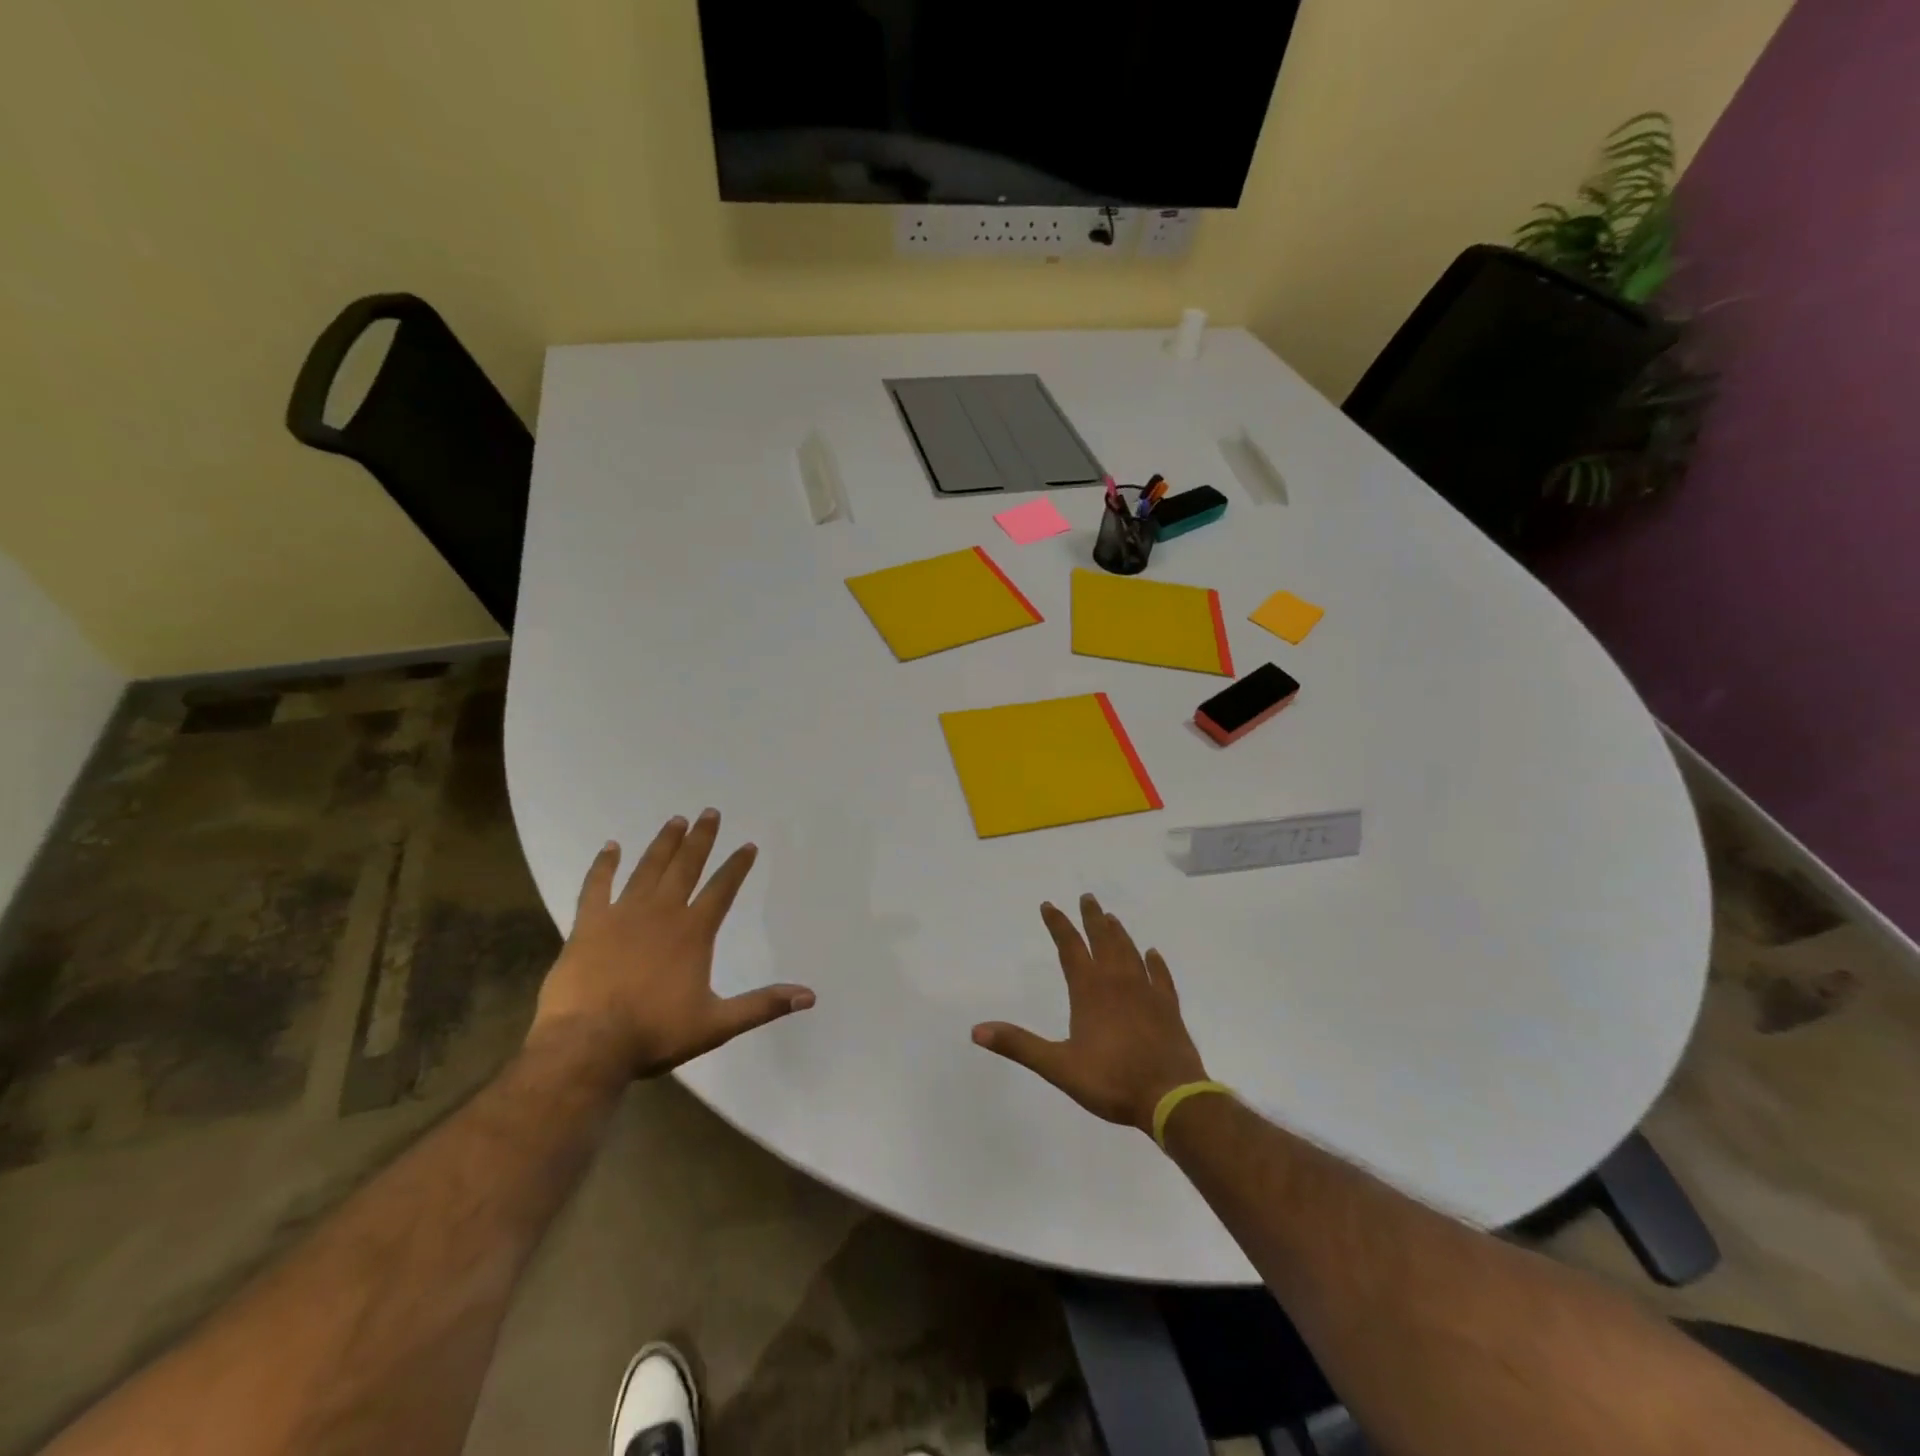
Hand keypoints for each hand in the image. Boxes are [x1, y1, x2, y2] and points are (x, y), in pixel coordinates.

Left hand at [529, 809, 814, 1079]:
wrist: (587, 1045)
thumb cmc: (654, 1033)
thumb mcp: (717, 1024)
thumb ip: (762, 1005)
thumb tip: (809, 996)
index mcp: (693, 932)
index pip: (722, 889)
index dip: (737, 866)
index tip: (748, 845)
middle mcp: (661, 912)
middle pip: (686, 867)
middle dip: (701, 839)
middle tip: (710, 812)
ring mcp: (622, 915)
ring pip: (647, 869)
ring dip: (663, 843)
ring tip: (676, 820)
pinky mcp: (588, 925)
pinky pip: (596, 886)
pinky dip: (604, 865)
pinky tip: (610, 847)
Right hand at [972, 895, 1206, 1132]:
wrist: (1171, 1097)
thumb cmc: (1111, 1080)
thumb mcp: (1058, 1066)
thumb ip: (1019, 1045)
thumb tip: (976, 1030)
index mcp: (1089, 990)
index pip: (1069, 947)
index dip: (1058, 925)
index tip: (1048, 905)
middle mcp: (1118, 982)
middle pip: (1103, 940)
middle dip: (1092, 918)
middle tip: (1087, 897)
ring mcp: (1146, 992)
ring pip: (1130, 952)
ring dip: (1119, 933)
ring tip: (1111, 918)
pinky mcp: (1168, 1008)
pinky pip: (1161, 977)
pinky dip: (1155, 963)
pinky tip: (1153, 954)